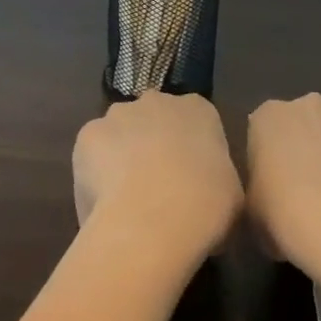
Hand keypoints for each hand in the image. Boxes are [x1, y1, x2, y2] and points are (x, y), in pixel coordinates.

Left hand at [73, 92, 242, 268]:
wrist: (155, 220)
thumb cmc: (206, 206)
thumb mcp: (232, 193)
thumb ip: (217, 178)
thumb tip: (205, 192)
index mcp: (198, 109)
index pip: (194, 119)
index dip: (189, 149)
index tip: (188, 179)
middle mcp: (157, 100)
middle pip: (152, 119)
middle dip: (152, 145)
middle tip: (155, 187)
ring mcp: (119, 114)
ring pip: (118, 133)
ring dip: (120, 156)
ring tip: (125, 199)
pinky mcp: (88, 134)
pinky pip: (91, 155)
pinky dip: (94, 174)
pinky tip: (102, 203)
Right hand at [246, 93, 320, 276]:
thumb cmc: (282, 215)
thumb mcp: (250, 213)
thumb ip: (259, 195)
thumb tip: (269, 202)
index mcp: (269, 116)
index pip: (264, 131)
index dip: (269, 159)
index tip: (273, 188)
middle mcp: (308, 105)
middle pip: (304, 124)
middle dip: (306, 149)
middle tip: (306, 192)